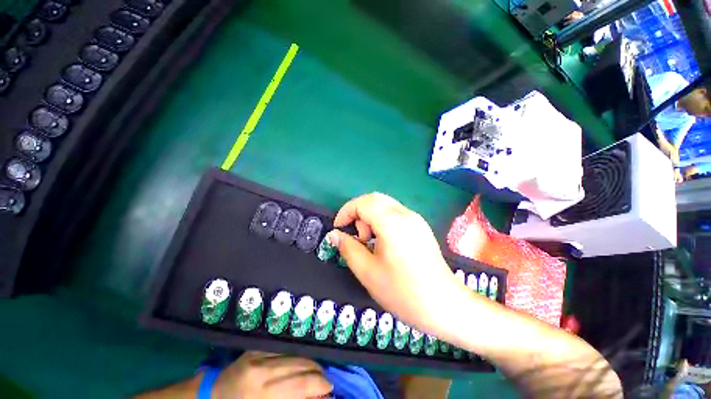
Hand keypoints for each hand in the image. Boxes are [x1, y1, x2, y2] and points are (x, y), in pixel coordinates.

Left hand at [213, 351, 331, 398]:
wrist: (210, 396)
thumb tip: (314, 397)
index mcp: (263, 395)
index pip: (301, 385)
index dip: (319, 384)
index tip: (329, 387)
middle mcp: (262, 371)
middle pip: (300, 365)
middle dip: (317, 371)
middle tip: (325, 378)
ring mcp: (258, 356)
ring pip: (294, 353)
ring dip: (308, 362)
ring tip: (315, 370)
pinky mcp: (256, 348)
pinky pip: (282, 349)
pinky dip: (294, 355)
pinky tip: (299, 362)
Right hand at [329, 193, 466, 337]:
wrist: (444, 306)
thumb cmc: (403, 292)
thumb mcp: (368, 272)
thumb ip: (348, 248)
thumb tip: (334, 234)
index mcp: (392, 223)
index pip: (363, 203)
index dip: (346, 212)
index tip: (339, 229)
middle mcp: (406, 214)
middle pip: (374, 199)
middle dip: (358, 213)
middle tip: (357, 237)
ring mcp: (416, 219)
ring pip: (385, 205)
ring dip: (370, 216)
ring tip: (371, 241)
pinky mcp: (421, 226)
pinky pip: (395, 213)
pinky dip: (382, 220)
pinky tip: (384, 241)